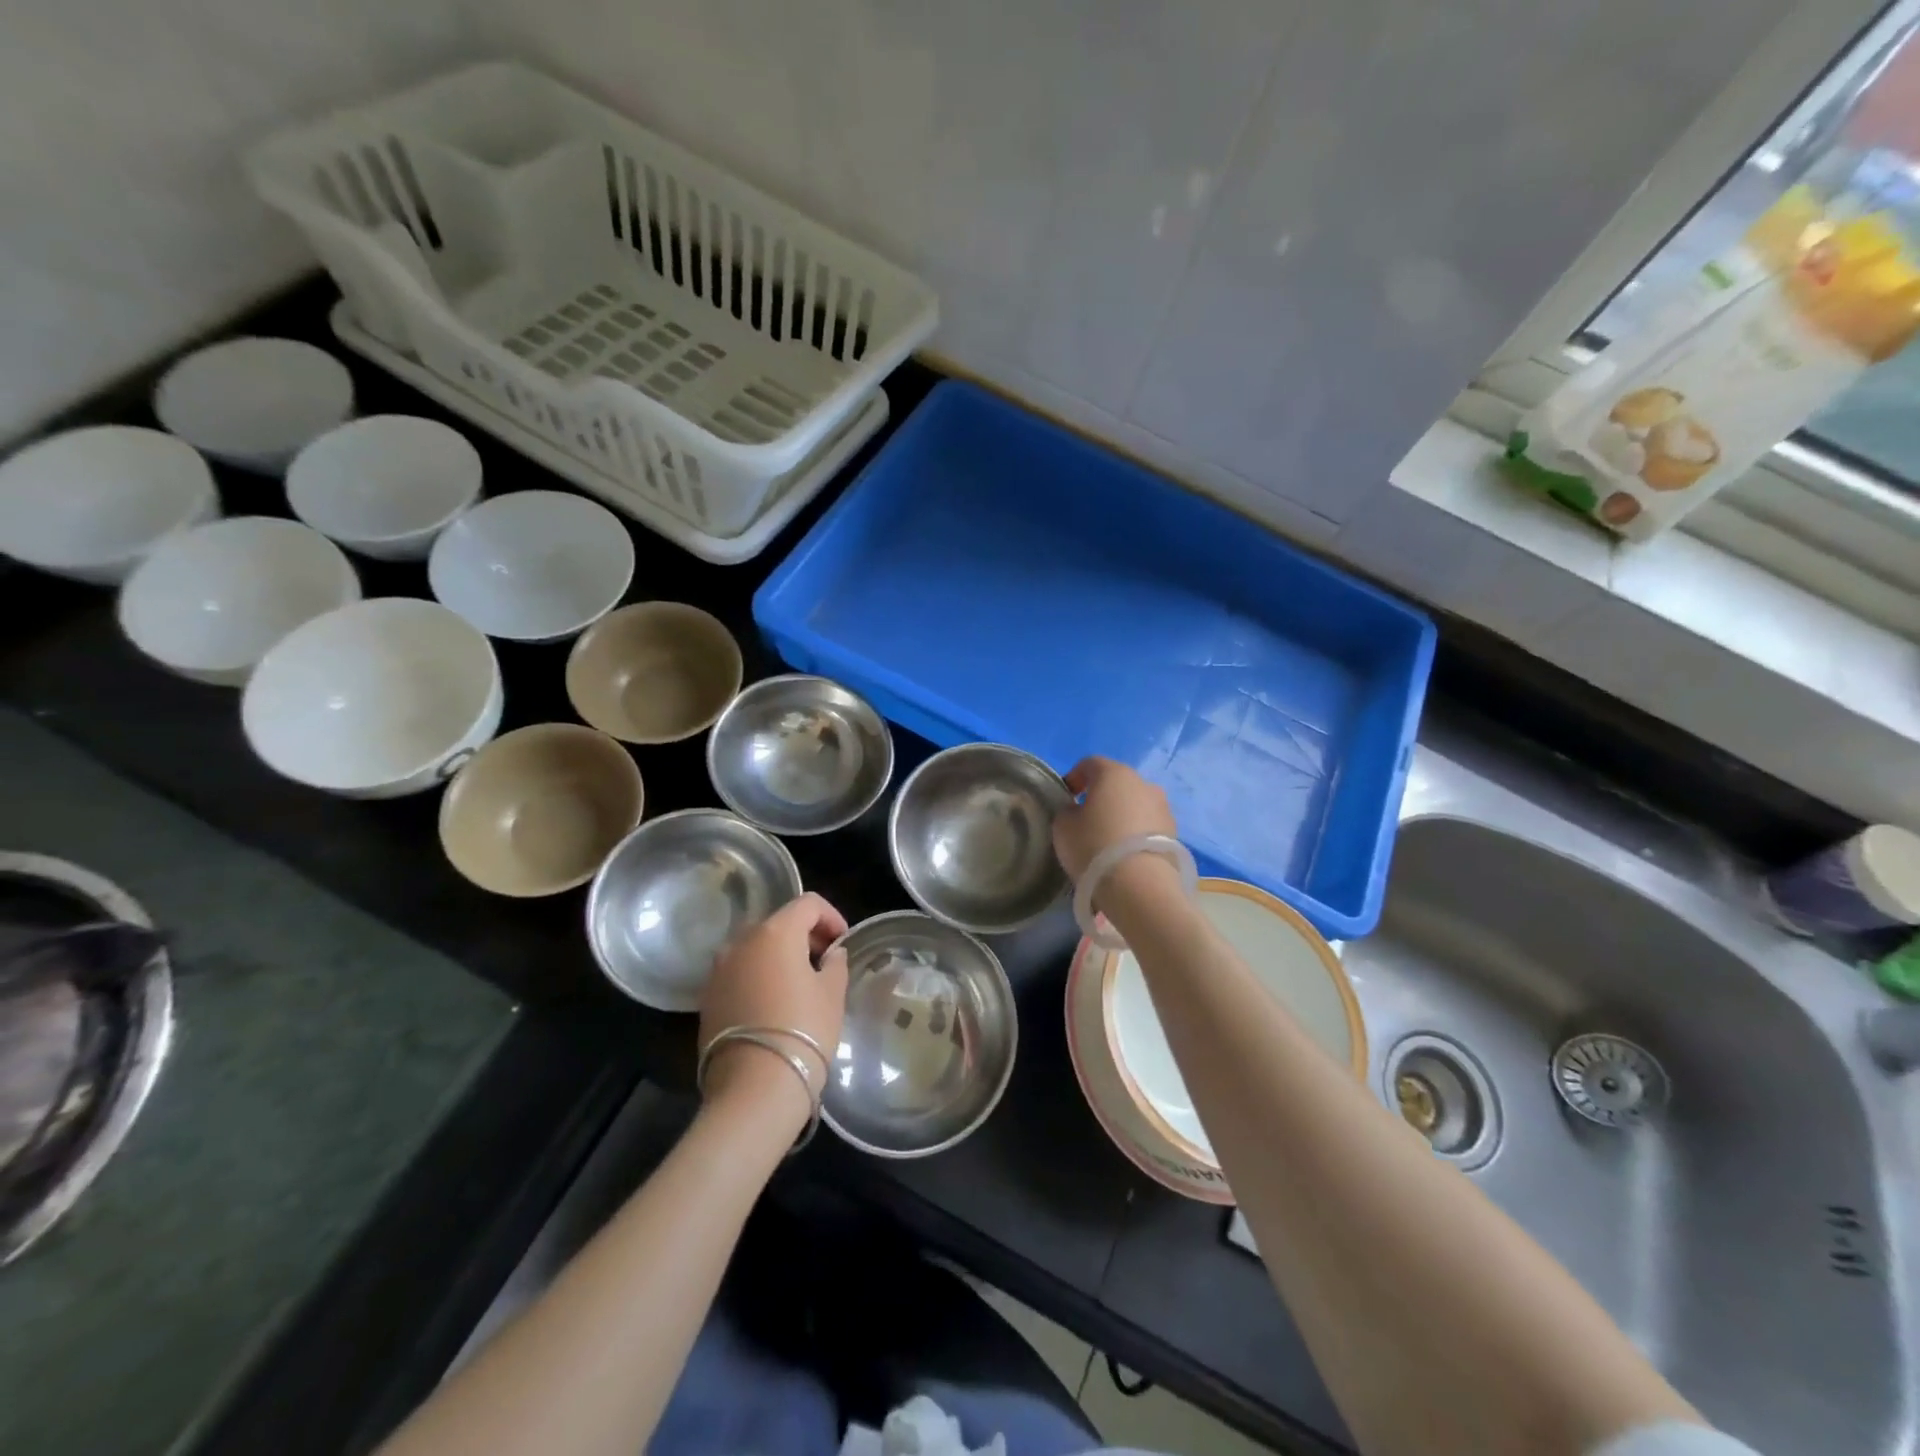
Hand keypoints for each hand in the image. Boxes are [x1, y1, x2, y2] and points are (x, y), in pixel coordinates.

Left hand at [700, 893, 849, 1113]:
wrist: (753, 1089)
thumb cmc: (803, 1031)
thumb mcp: (832, 994)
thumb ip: (835, 963)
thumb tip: (831, 954)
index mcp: (775, 932)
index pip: (808, 904)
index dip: (831, 916)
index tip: (843, 941)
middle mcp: (741, 941)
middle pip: (778, 923)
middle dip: (805, 936)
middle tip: (826, 962)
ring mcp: (719, 970)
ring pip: (755, 948)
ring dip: (779, 956)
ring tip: (800, 984)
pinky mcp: (707, 998)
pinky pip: (739, 973)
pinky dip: (759, 976)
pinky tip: (775, 1004)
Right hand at [1053, 756, 1178, 881]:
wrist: (1140, 887)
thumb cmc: (1094, 847)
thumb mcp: (1063, 827)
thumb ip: (1067, 811)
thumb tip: (1077, 810)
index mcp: (1114, 773)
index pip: (1090, 764)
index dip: (1075, 777)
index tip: (1066, 797)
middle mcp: (1143, 783)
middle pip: (1117, 783)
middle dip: (1101, 797)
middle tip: (1086, 820)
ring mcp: (1163, 808)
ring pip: (1135, 805)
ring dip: (1122, 815)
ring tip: (1107, 841)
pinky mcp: (1174, 833)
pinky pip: (1148, 826)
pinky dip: (1136, 834)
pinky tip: (1125, 855)